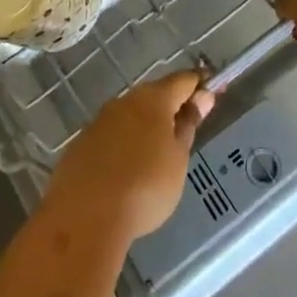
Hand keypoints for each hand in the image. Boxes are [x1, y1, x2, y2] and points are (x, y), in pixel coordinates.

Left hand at [45, 71, 214, 242]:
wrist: (85, 216)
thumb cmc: (145, 186)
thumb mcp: (178, 159)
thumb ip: (188, 125)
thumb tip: (202, 97)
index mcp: (153, 99)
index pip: (183, 80)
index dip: (200, 84)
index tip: (214, 91)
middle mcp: (125, 100)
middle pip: (155, 95)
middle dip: (172, 106)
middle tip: (186, 128)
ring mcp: (100, 120)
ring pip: (131, 114)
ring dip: (146, 126)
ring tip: (158, 154)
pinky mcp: (82, 143)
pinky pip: (112, 135)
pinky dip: (125, 144)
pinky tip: (128, 169)